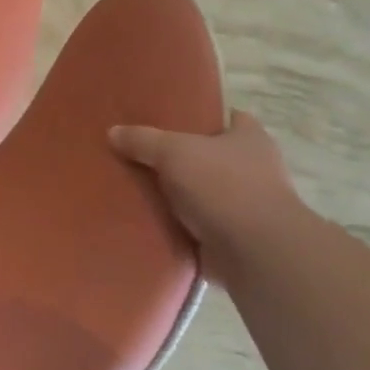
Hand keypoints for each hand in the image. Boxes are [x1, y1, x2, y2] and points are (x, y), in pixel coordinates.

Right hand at [109, 112, 313, 281]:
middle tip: (142, 153)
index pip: (230, 118)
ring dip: (178, 194)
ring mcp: (247, 205)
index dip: (204, 116)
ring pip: (203, 191)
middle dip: (182, 157)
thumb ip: (142, 140)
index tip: (171, 119)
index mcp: (250, 139)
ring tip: (138, 188)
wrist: (256, 253)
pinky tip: (148, 218)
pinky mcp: (235, 237)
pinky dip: (178, 224)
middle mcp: (255, 169)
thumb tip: (113, 132)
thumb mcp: (172, 151)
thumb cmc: (223, 186)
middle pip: (212, 155)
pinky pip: (198, 224)